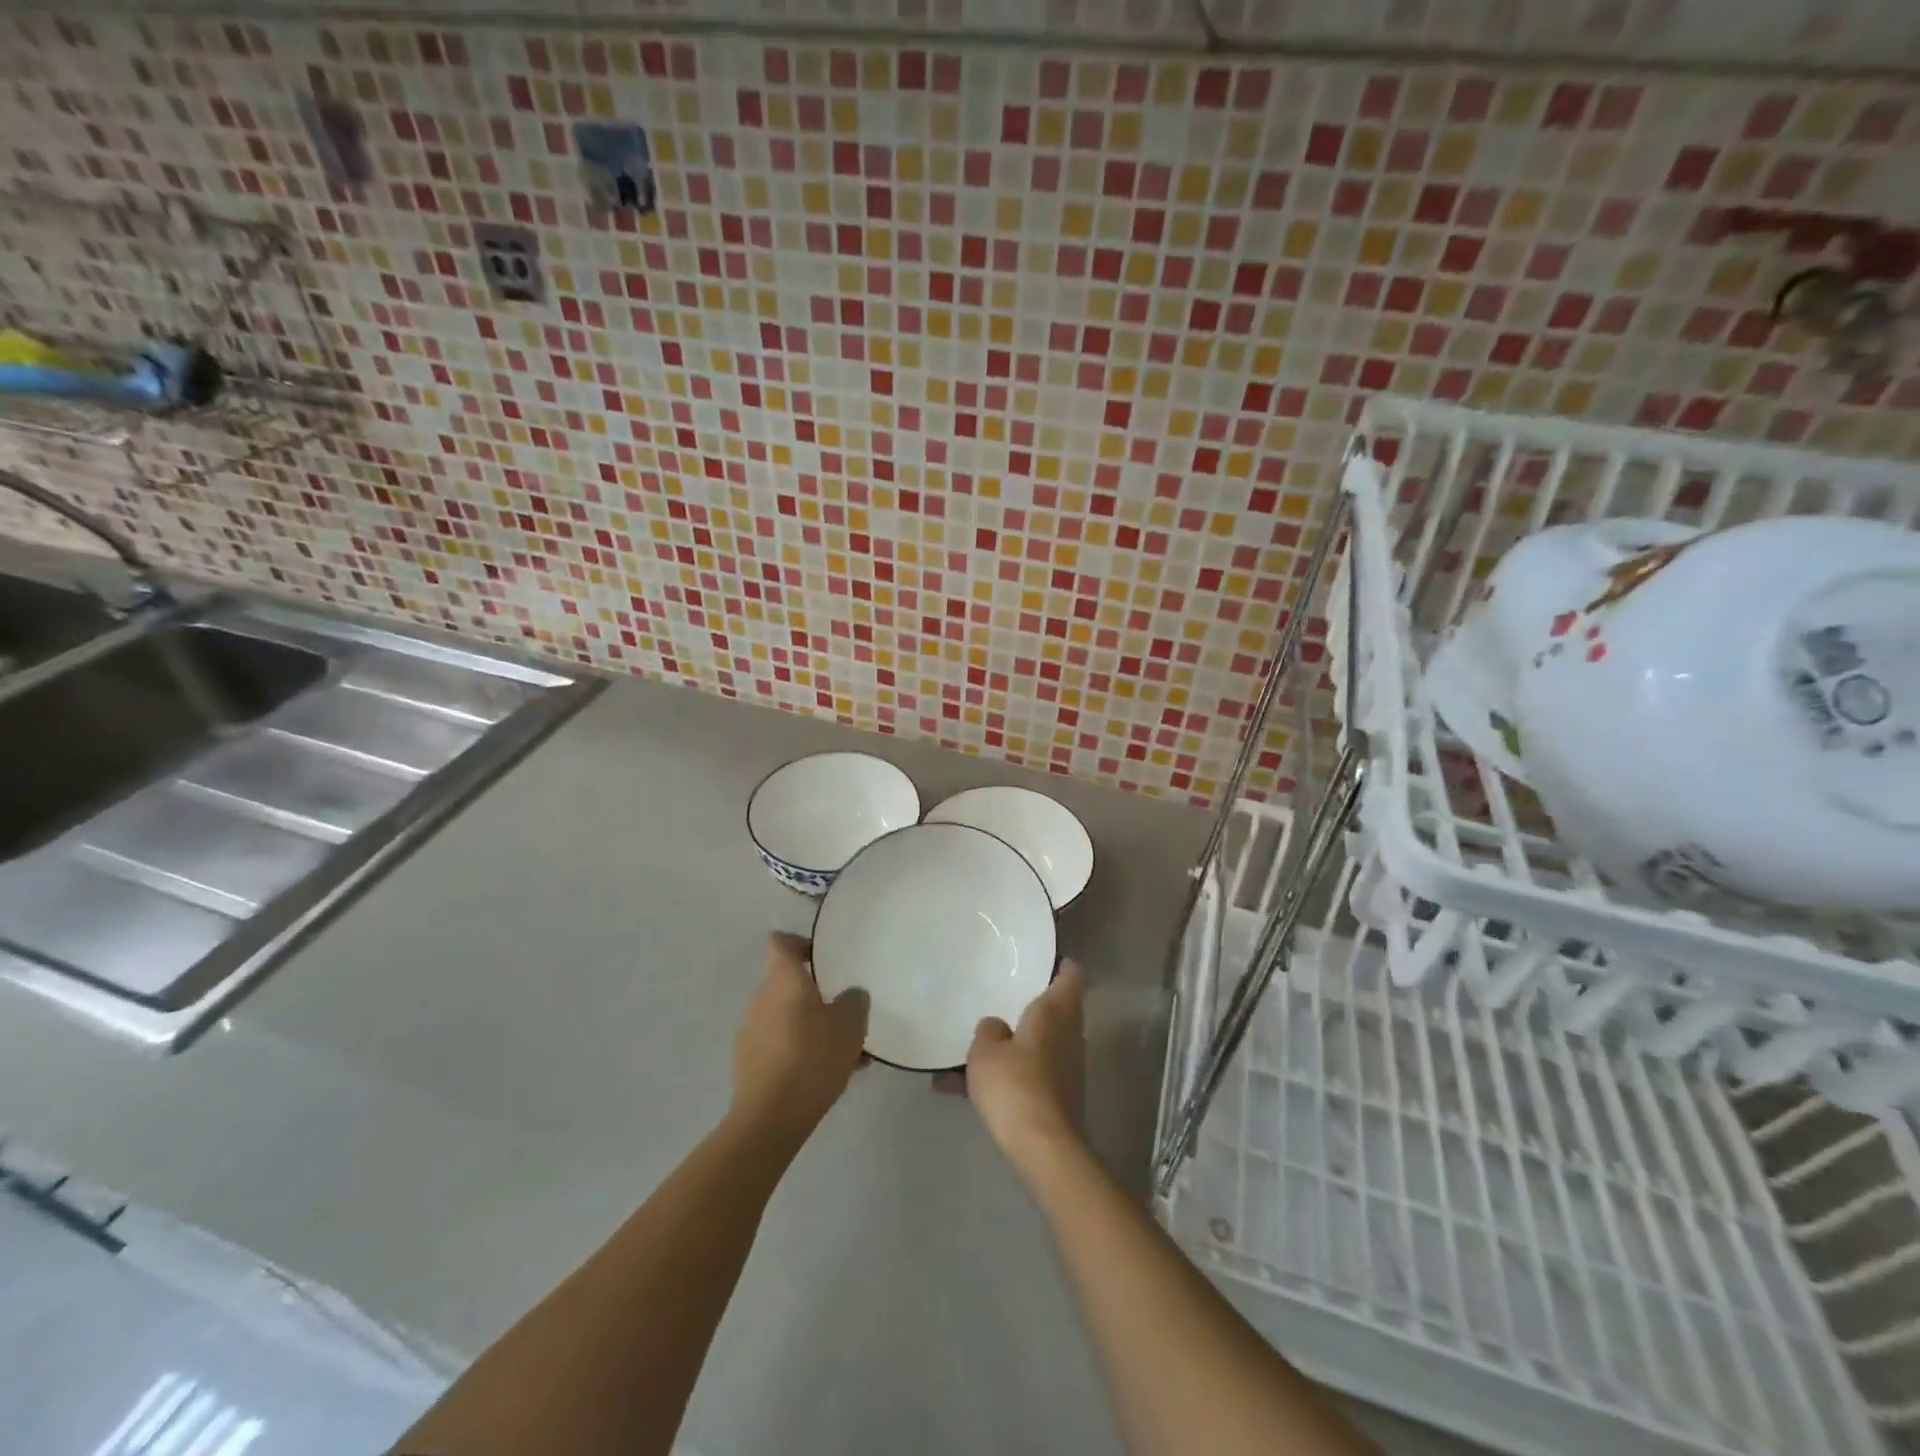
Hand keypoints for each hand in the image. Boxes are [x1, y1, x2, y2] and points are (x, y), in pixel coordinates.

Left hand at [732, 934, 868, 1139]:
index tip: (821, 954)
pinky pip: (780, 1047)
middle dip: (816, 997)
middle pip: (788, 986)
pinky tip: (826, 1076)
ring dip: (811, 1029)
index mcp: (783, 980)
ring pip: (788, 1020)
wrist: (770, 1118)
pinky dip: (800, 1053)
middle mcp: (761, 1000)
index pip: (781, 943)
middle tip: (845, 1014)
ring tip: (845, 1054)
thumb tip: (850, 995)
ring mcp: (750, 1033)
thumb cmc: (812, 1057)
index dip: (799, 942)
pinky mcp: (748, 1065)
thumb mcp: (850, 1024)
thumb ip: (854, 1001)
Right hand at [956, 960, 1086, 1171]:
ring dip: (1008, 1047)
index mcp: (1055, 1012)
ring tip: (966, 1054)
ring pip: (1036, 1045)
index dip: (1059, 964)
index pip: (1070, 975)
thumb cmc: (1015, 1086)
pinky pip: (1027, 1076)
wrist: (1044, 1149)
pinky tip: (960, 1092)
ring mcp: (1066, 1068)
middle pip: (1055, 1010)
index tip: (1041, 958)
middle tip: (999, 996)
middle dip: (1029, 1006)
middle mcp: (1068, 1035)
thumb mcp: (986, 1051)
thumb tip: (997, 1028)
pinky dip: (1003, 1078)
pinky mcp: (1059, 1098)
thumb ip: (988, 1030)